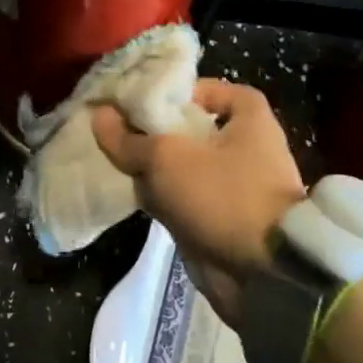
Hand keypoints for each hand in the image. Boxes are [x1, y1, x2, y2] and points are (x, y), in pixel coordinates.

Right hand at [93, 81, 305, 321]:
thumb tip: (100, 116)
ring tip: (116, 160)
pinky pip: (185, 198)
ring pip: (184, 167)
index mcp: (250, 121)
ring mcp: (236, 186)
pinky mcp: (223, 219)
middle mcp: (247, 149)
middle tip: (120, 130)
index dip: (181, 91)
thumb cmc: (222, 196)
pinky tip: (131, 193)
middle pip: (193, 129)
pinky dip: (162, 196)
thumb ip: (129, 140)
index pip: (213, 89)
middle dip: (155, 132)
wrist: (262, 273)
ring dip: (154, 167)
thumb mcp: (167, 159)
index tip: (146, 101)